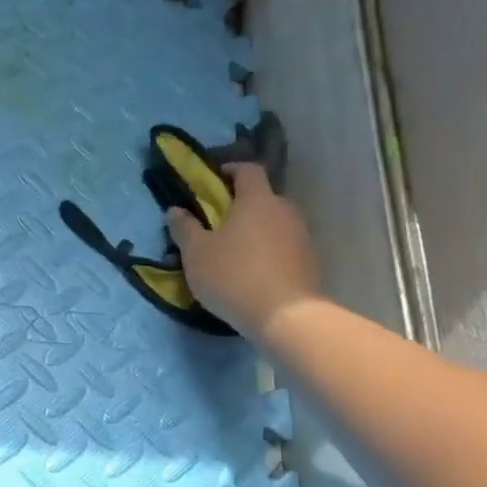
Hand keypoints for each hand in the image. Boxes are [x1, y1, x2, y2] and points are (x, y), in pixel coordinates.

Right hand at [165, 163, 319, 335]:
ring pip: (275, 223)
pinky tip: (254, 272)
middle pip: (264, 197)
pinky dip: (269, 251)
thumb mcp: (196, 253)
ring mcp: (302, 236)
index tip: (214, 179)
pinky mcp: (310, 262)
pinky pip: (285, 246)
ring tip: (236, 251)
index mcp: (257, 200)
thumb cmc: (234, 276)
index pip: (248, 170)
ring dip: (257, 229)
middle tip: (220, 222)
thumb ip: (184, 228)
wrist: (286, 317)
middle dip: (242, 204)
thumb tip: (175, 210)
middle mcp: (285, 210)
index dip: (231, 170)